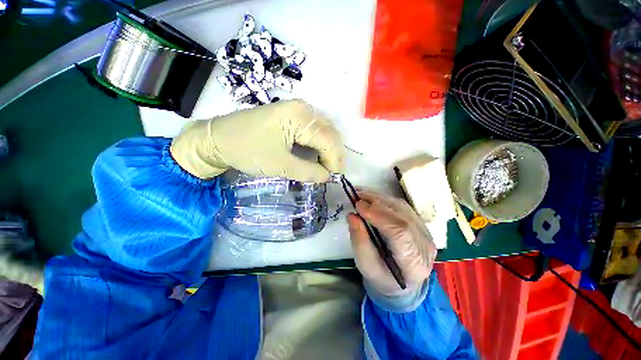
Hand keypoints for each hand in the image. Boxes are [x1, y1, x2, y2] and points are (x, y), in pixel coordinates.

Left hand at [170, 100, 342, 181]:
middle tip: (332, 174)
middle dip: (334, 155)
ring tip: (327, 167)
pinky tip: (318, 156)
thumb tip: (327, 177)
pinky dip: (319, 144)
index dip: (334, 161)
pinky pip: (313, 130)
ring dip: (328, 150)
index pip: (328, 140)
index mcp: (300, 116)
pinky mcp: (291, 116)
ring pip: (323, 131)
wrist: (218, 139)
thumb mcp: (280, 165)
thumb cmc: (247, 150)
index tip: (333, 179)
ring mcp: (297, 110)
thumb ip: (308, 172)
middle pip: (329, 133)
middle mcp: (303, 108)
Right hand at [347, 191, 436, 296]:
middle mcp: (425, 245)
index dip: (378, 216)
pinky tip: (372, 198)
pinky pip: (402, 206)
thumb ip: (359, 240)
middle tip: (356, 197)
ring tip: (361, 195)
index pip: (400, 233)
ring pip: (402, 208)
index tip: (358, 206)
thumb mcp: (365, 264)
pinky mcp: (420, 223)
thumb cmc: (382, 276)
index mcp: (414, 263)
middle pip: (402, 217)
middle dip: (377, 204)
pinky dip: (385, 200)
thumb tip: (352, 215)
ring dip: (379, 199)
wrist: (401, 280)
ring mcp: (425, 232)